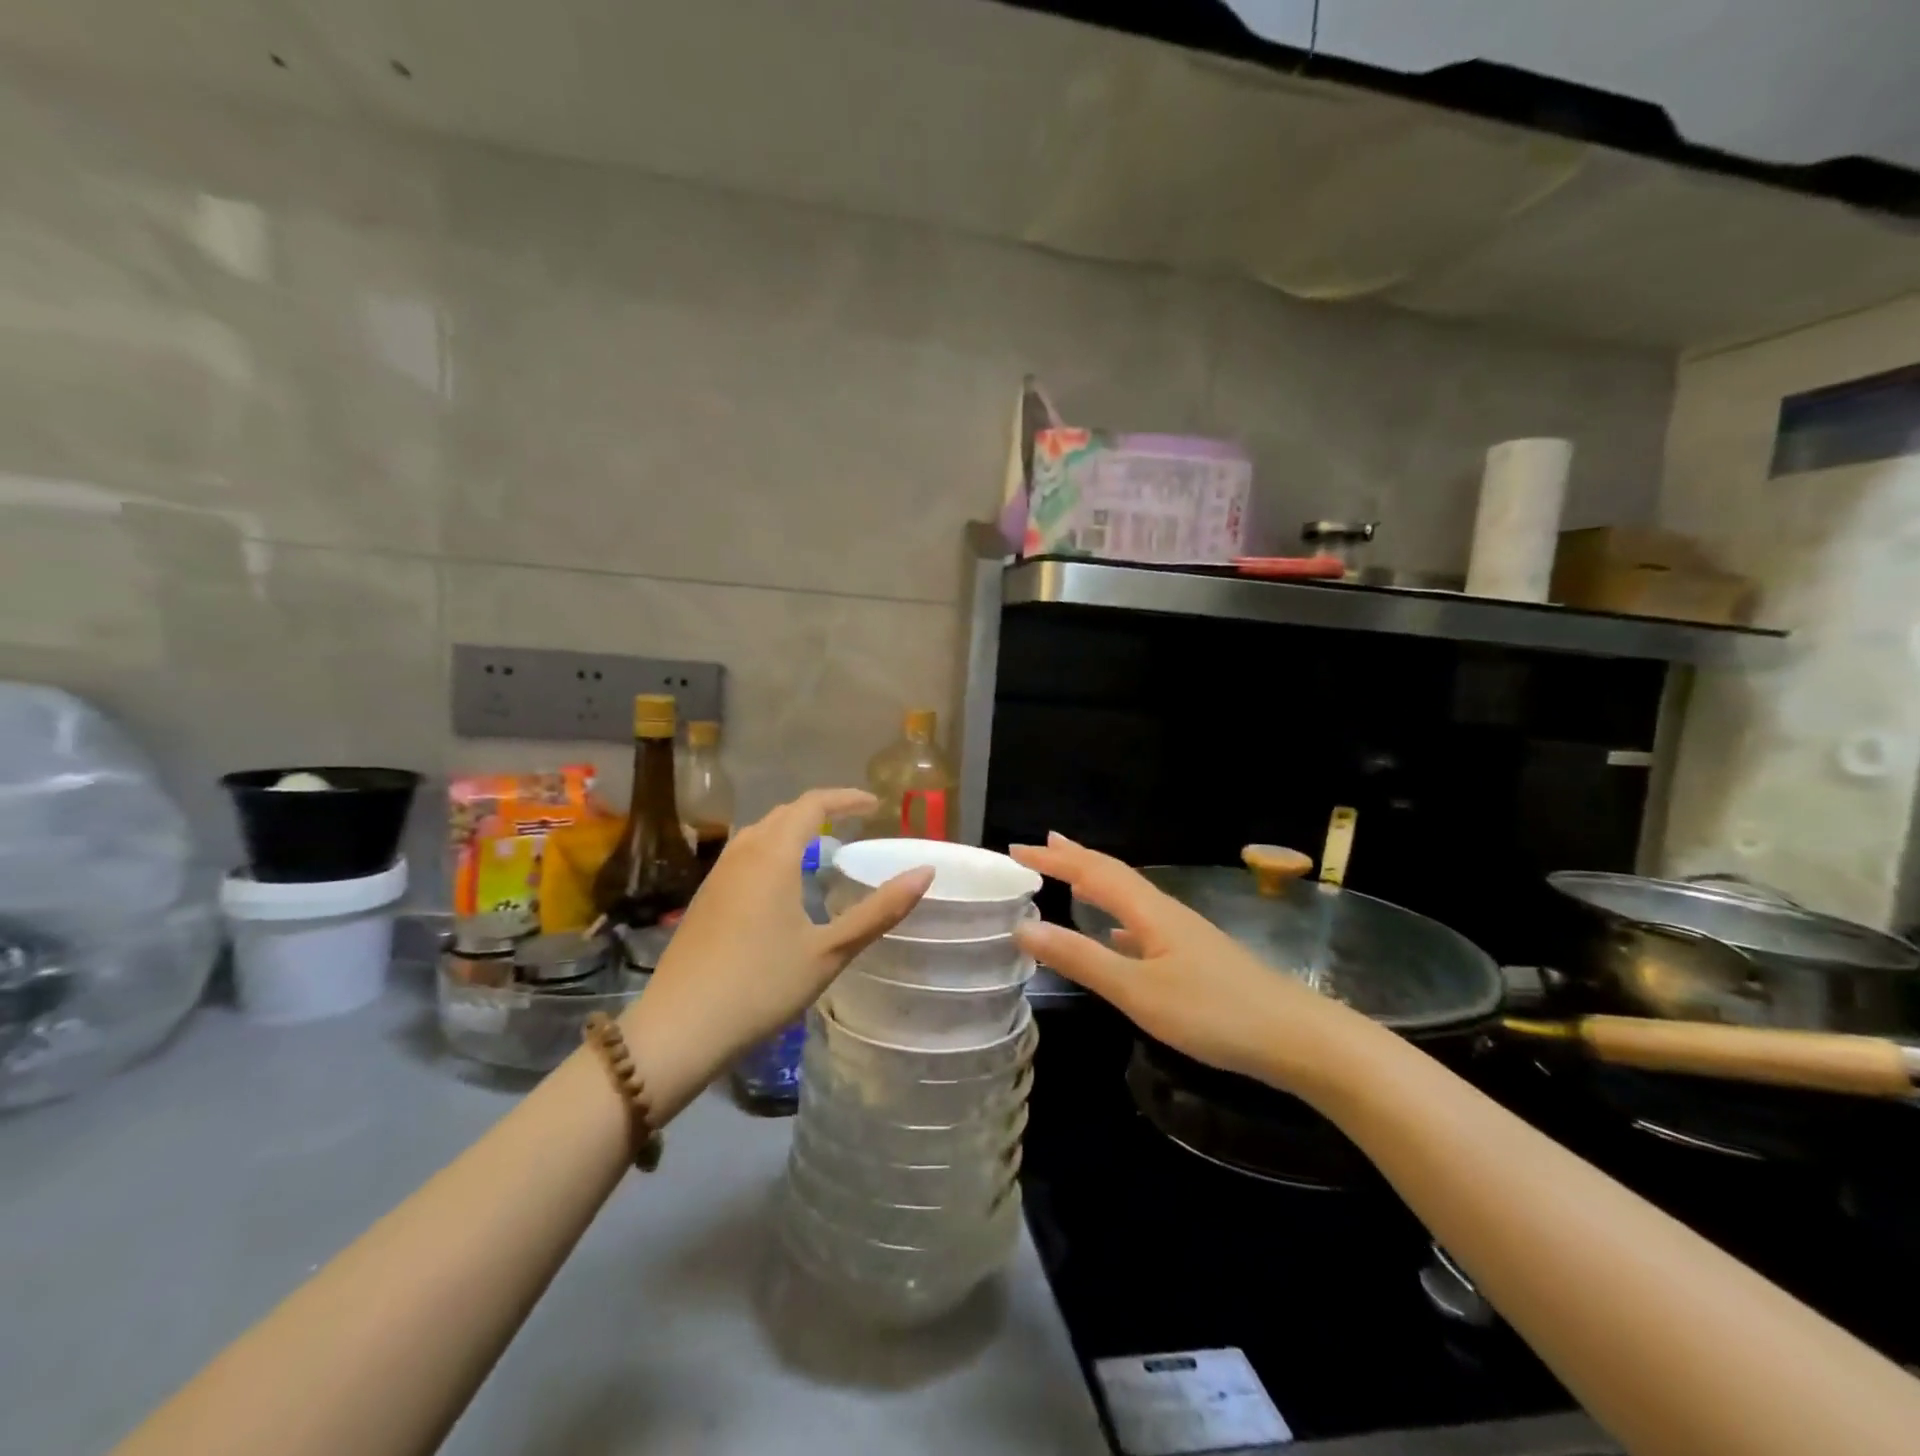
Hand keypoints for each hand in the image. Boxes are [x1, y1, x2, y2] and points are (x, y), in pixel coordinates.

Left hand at [620, 788, 931, 1118]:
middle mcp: (742, 854)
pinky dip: (771, 849)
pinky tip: (781, 884)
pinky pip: (743, 854)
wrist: (678, 1029)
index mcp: (774, 856)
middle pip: (783, 813)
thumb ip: (880, 910)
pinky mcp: (703, 899)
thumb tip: (925, 872)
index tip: (875, 805)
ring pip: (758, 832)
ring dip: (792, 829)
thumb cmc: (761, 986)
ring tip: (821, 848)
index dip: (846, 798)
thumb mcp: (831, 952)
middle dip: (820, 810)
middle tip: (853, 824)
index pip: (812, 804)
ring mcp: (717, 876)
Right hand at [1010, 833, 1358, 1095]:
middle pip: (1113, 874)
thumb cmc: (1213, 1012)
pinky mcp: (1195, 958)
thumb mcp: (1138, 990)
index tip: (1016, 850)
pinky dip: (1118, 919)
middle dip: (1074, 859)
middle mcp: (1164, 912)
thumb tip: (1023, 926)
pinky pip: (1143, 924)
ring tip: (1071, 877)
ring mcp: (1183, 934)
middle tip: (1040, 845)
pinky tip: (1118, 936)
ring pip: (1129, 897)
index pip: (1092, 871)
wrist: (1296, 1038)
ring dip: (1096, 883)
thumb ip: (1081, 959)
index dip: (1054, 859)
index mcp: (1149, 911)